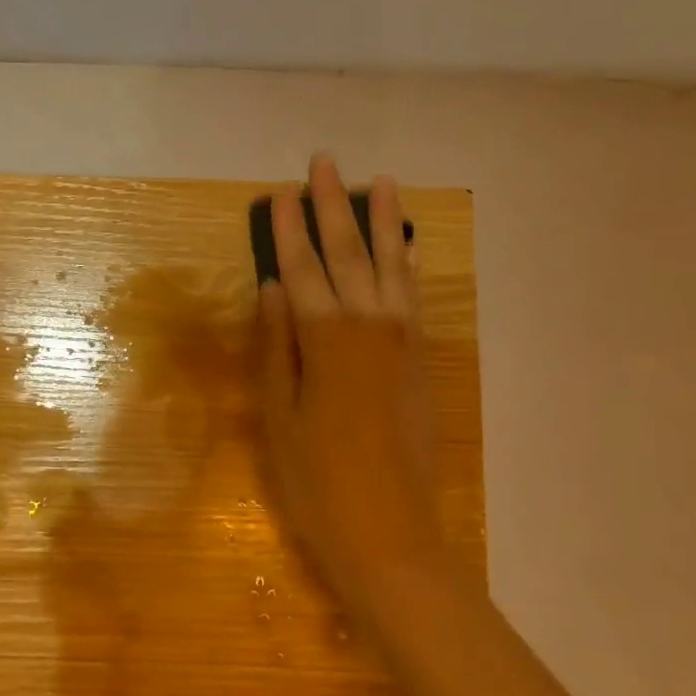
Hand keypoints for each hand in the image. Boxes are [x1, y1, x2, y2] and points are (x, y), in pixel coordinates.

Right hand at [257, 156, 444, 606]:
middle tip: (326, 162)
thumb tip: (272, 288)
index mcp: (324, 340)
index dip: (289, 228)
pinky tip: (409, 246)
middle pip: (349, 254)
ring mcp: (403, 343)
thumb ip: (276, 346)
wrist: (390, 533)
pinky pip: (416, 298)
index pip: (301, 269)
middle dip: (334, 206)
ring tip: (383, 182)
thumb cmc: (317, 481)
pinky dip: (412, 265)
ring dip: (385, 222)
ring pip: (393, 267)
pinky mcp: (422, 362)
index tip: (281, 190)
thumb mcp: (278, 416)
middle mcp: (369, 328)